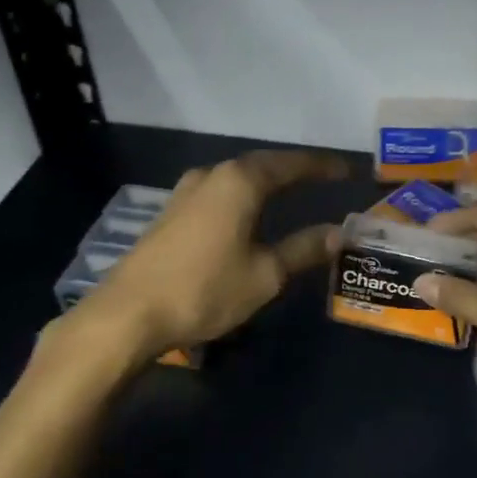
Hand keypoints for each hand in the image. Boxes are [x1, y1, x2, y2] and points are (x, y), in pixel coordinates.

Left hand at [75, 149, 348, 358]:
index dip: (321, 167)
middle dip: (294, 171)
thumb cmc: (205, 289)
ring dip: (265, 183)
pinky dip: (243, 198)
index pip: (291, 165)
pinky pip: (218, 194)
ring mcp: (186, 192)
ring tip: (290, 194)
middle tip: (323, 179)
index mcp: (239, 182)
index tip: (347, 170)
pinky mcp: (171, 213)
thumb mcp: (265, 274)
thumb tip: (337, 233)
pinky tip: (249, 214)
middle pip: (261, 166)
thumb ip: (303, 248)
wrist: (129, 313)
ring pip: (236, 179)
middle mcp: (212, 176)